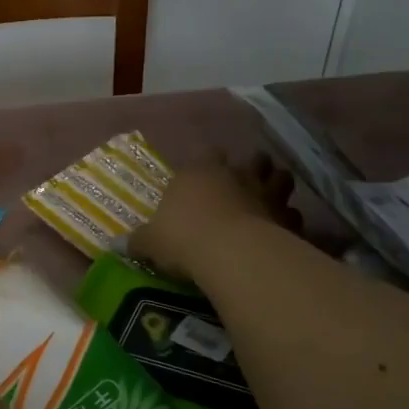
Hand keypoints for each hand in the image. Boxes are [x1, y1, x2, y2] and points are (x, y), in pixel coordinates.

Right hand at [130, 154, 297, 283]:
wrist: (230, 254)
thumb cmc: (182, 237)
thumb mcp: (150, 241)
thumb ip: (138, 241)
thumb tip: (116, 245)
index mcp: (200, 171)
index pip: (208, 154)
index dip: (208, 163)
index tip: (204, 175)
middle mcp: (237, 174)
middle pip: (252, 160)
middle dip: (250, 169)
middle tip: (242, 185)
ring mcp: (267, 194)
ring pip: (280, 178)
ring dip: (276, 187)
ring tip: (268, 201)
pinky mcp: (288, 219)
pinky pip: (292, 215)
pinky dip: (288, 221)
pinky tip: (281, 232)